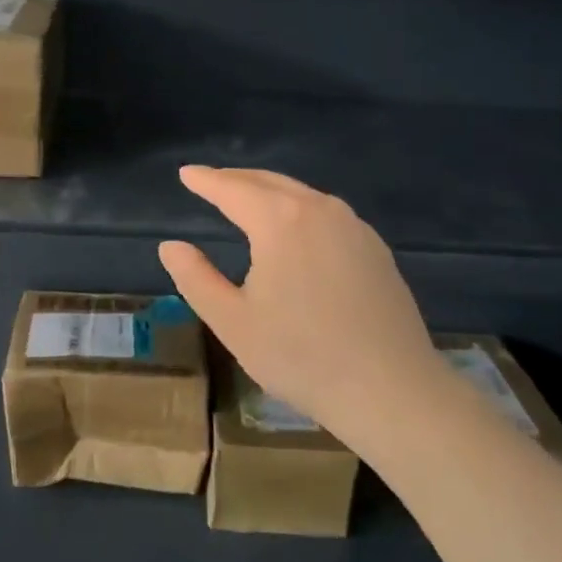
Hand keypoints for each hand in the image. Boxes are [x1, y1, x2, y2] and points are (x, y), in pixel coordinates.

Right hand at [158, 166, 437, 447]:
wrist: (390, 389)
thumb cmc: (300, 356)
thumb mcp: (232, 322)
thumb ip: (195, 278)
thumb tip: (171, 246)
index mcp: (280, 220)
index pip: (233, 189)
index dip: (206, 180)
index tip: (187, 173)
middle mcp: (319, 209)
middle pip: (269, 182)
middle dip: (237, 179)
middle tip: (211, 181)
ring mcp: (354, 227)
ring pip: (302, 195)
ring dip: (269, 192)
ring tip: (247, 199)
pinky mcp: (375, 248)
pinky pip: (327, 214)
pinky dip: (299, 209)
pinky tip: (295, 229)